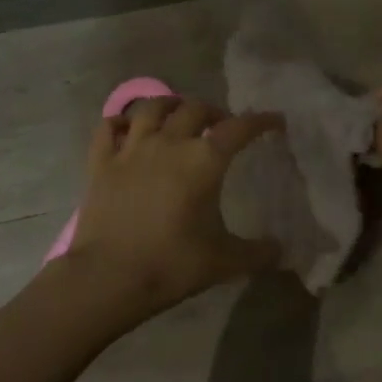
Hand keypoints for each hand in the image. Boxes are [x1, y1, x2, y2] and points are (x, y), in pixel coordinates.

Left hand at [66, 97, 283, 317]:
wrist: (109, 276)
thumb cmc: (172, 265)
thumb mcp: (224, 262)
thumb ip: (257, 253)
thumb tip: (281, 250)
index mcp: (204, 161)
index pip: (238, 128)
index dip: (260, 121)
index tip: (274, 121)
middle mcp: (169, 143)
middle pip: (194, 109)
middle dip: (214, 112)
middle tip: (221, 125)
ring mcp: (131, 149)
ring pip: (151, 108)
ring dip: (170, 105)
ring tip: (178, 113)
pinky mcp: (100, 162)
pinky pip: (109, 127)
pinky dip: (121, 122)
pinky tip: (127, 128)